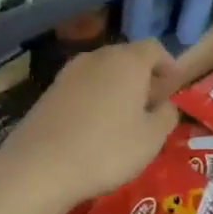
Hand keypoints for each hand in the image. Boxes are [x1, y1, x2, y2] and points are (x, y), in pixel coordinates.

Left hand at [0, 41, 178, 213]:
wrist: (40, 165)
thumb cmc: (107, 150)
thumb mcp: (151, 139)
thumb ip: (166, 115)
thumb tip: (165, 104)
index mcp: (127, 61)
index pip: (154, 47)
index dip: (167, 64)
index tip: (172, 87)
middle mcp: (97, 57)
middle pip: (126, 56)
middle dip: (141, 76)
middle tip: (150, 105)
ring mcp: (69, 71)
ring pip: (102, 70)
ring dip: (115, 86)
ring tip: (122, 118)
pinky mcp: (49, 90)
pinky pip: (82, 86)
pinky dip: (93, 97)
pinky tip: (93, 126)